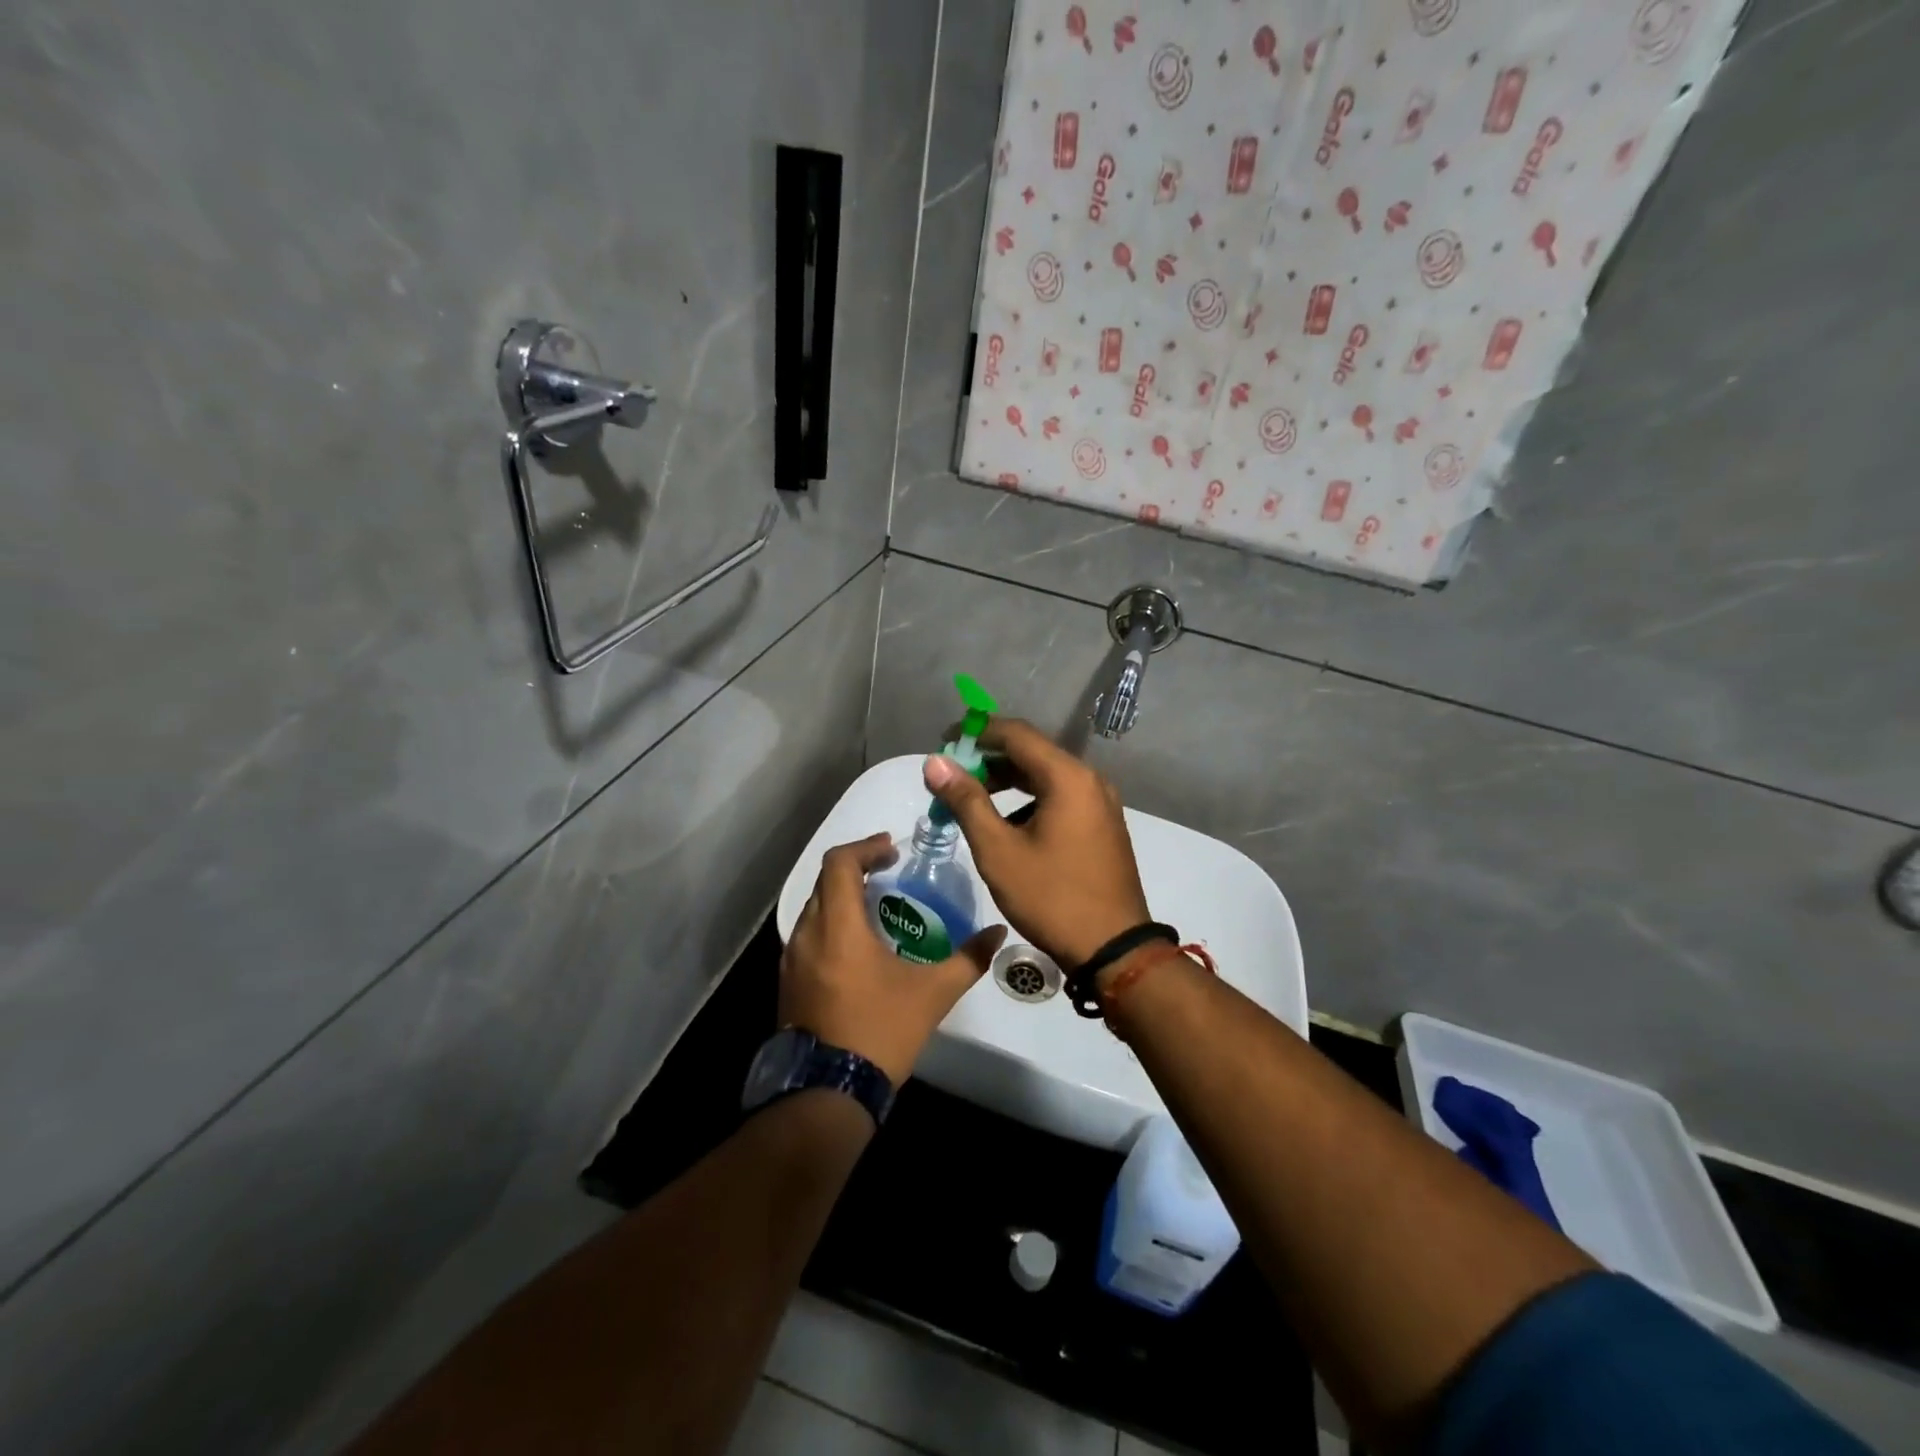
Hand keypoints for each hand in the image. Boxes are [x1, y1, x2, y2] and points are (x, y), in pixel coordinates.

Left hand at [781, 833, 1006, 1084]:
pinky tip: (857, 945)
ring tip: (876, 904)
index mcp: (838, 926)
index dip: (866, 848)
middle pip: (825, 881)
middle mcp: (808, 934)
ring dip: (842, 896)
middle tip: (888, 870)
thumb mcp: (933, 994)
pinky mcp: (788, 982)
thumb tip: (998, 933)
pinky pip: (808, 934)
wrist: (828, 1092)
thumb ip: (968, 959)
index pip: (839, 863)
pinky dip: (831, 923)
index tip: (892, 851)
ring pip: (814, 908)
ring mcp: (792, 959)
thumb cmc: (880, 1031)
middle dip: (856, 868)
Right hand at [923, 719, 1150, 967]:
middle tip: (952, 777)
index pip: (1016, 733)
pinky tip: (1007, 825)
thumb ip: (966, 801)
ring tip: (972, 801)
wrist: (1113, 950)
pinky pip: (1061, 797)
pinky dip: (1030, 800)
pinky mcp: (1103, 825)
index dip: (976, 732)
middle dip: (989, 759)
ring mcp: (1101, 803)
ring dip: (1008, 782)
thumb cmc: (1051, 897)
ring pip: (1046, 776)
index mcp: (1068, 777)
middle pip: (1032, 752)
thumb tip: (935, 763)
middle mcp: (1090, 780)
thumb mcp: (998, 850)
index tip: (944, 743)